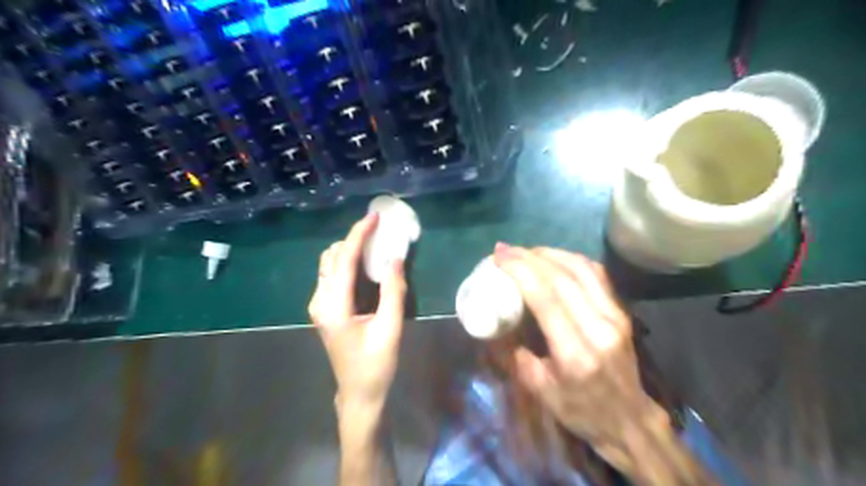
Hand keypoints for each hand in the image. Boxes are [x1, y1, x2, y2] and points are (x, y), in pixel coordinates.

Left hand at [310, 213, 408, 406]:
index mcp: (334, 306)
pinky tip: (365, 264)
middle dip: (354, 239)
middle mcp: (320, 301)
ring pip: (329, 265)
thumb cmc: (376, 365)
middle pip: (332, 257)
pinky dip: (347, 262)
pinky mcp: (325, 309)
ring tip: (374, 243)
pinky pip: (332, 275)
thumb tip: (395, 258)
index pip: (345, 260)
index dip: (359, 235)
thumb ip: (393, 291)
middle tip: (379, 230)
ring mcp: (319, 305)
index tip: (374, 217)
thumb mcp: (390, 328)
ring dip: (349, 249)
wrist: (359, 394)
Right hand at [491, 246, 663, 455]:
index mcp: (575, 352)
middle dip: (529, 257)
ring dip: (550, 253)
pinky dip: (571, 259)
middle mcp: (598, 327)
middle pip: (562, 277)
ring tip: (525, 251)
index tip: (499, 257)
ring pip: (581, 269)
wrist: (629, 420)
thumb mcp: (539, 390)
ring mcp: (615, 316)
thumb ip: (516, 355)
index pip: (546, 297)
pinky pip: (596, 274)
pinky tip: (554, 257)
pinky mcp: (621, 311)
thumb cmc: (580, 409)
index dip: (520, 270)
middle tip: (505, 249)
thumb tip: (498, 323)